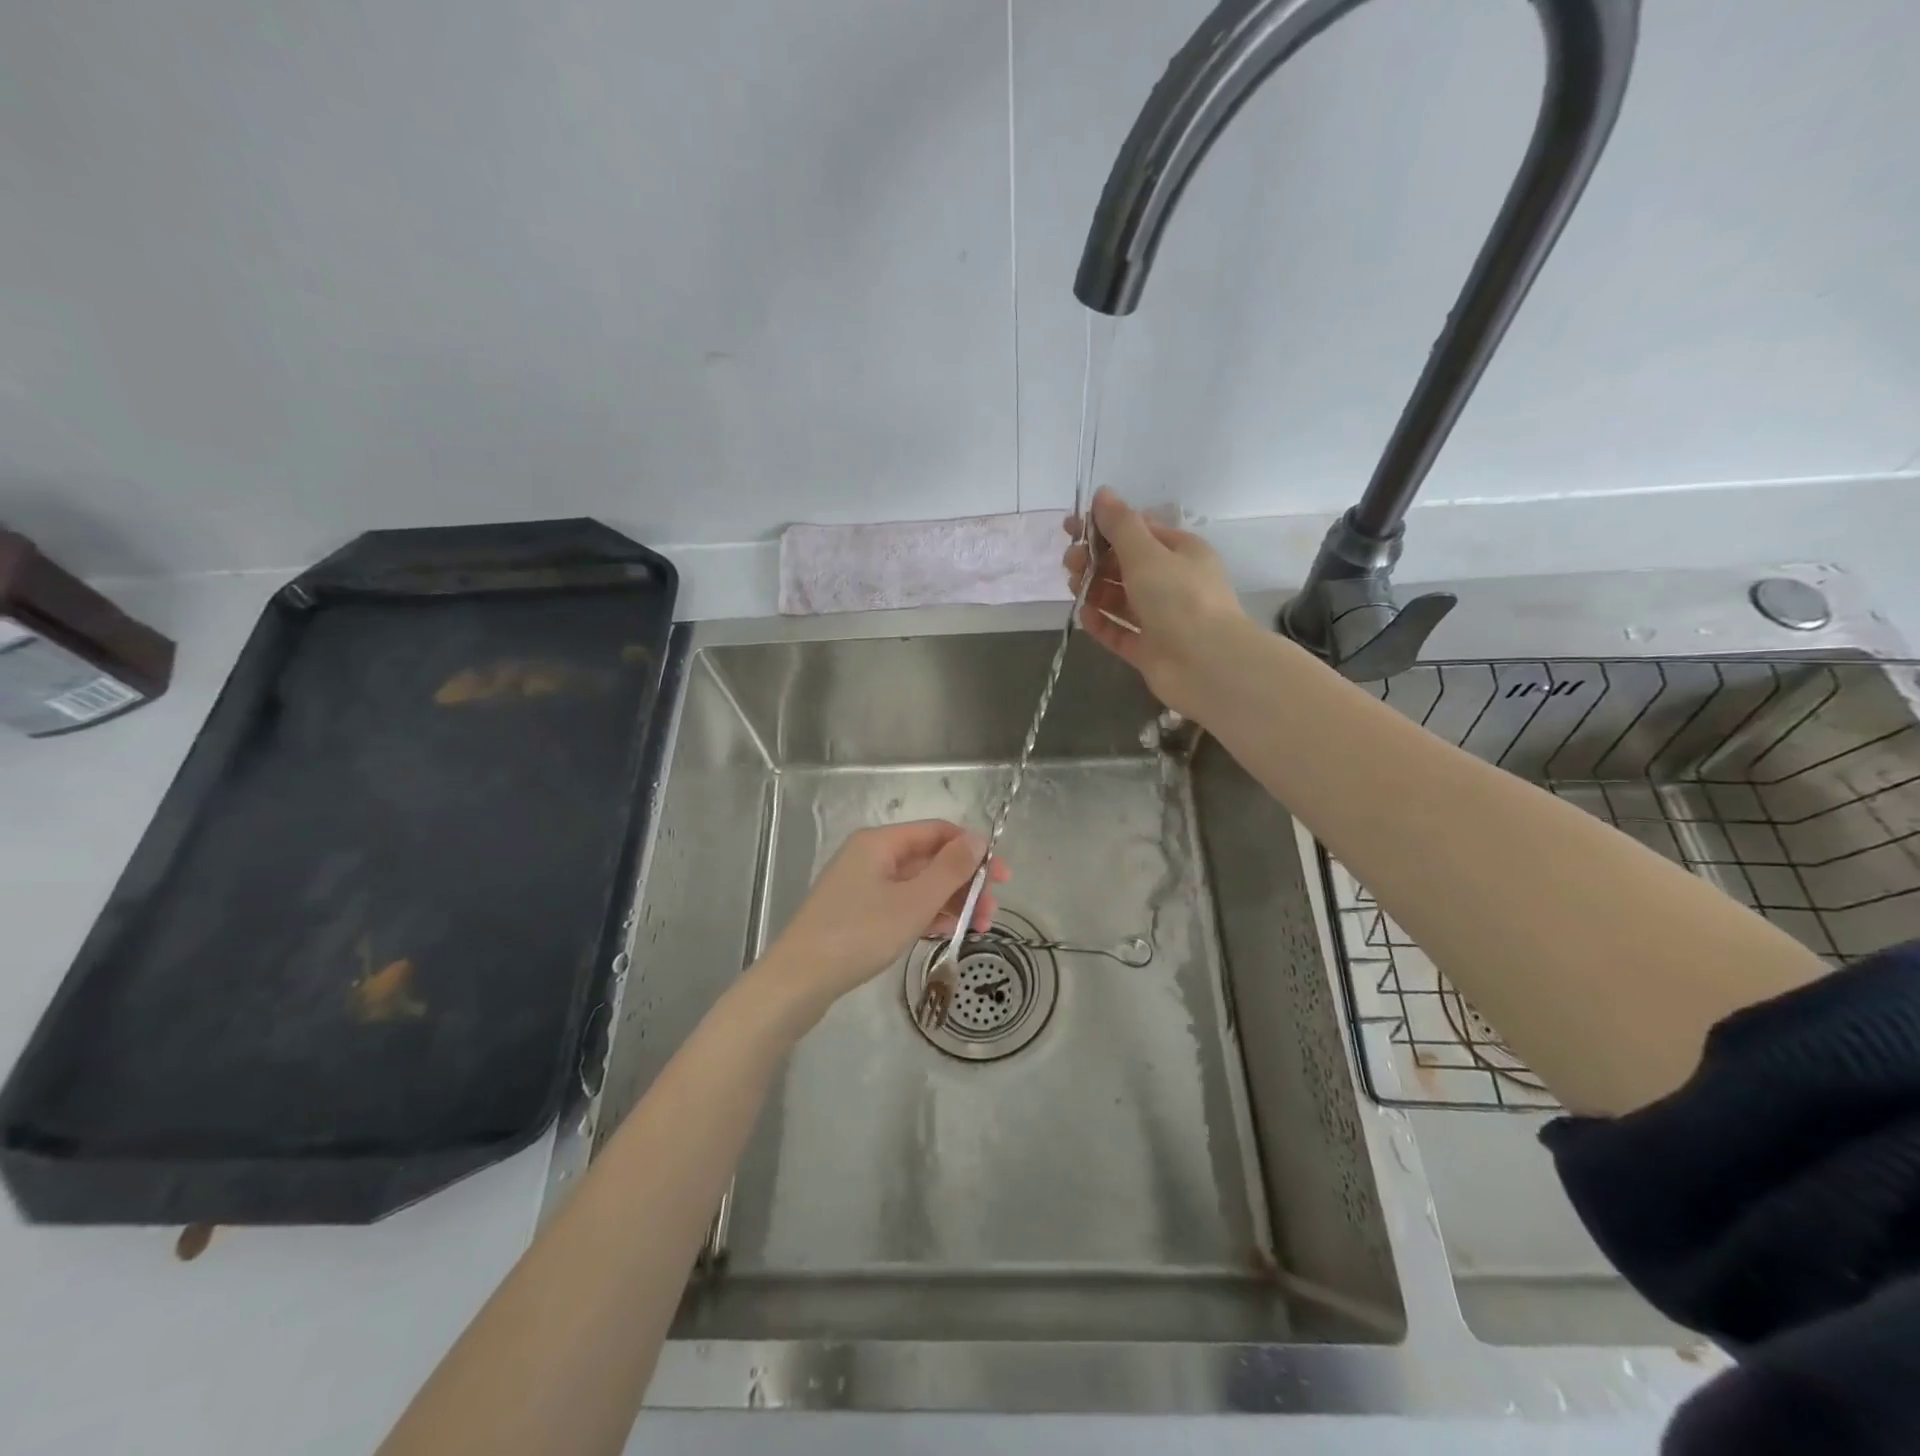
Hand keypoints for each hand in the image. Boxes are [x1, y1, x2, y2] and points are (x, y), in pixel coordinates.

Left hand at [760, 820, 1009, 1021]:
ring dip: (950, 902)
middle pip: (929, 859)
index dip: (973, 850)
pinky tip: (947, 933)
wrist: (797, 981)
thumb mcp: (913, 902)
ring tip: (978, 929)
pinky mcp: (857, 913)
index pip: (938, 832)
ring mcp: (862, 885)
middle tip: (991, 913)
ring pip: (918, 885)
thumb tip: (979, 839)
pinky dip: (926, 915)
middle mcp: (871, 856)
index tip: (1002, 878)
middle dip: (965, 883)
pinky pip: (902, 904)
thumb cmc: (858, 934)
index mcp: (880, 842)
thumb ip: (950, 870)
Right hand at [1063, 488, 1249, 719]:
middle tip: (1070, 562)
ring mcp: (1161, 618)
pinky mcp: (1149, 649)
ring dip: (1095, 589)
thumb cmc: (1179, 598)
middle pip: (1126, 565)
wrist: (1206, 664)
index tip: (1072, 529)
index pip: (1139, 531)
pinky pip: (1120, 631)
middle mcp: (1172, 582)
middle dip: (1095, 560)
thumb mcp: (1147, 553)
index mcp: (1181, 552)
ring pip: (1121, 599)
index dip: (1104, 527)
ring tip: (1075, 587)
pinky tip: (1084, 616)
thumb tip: (1102, 493)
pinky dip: (1102, 623)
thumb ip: (1121, 525)